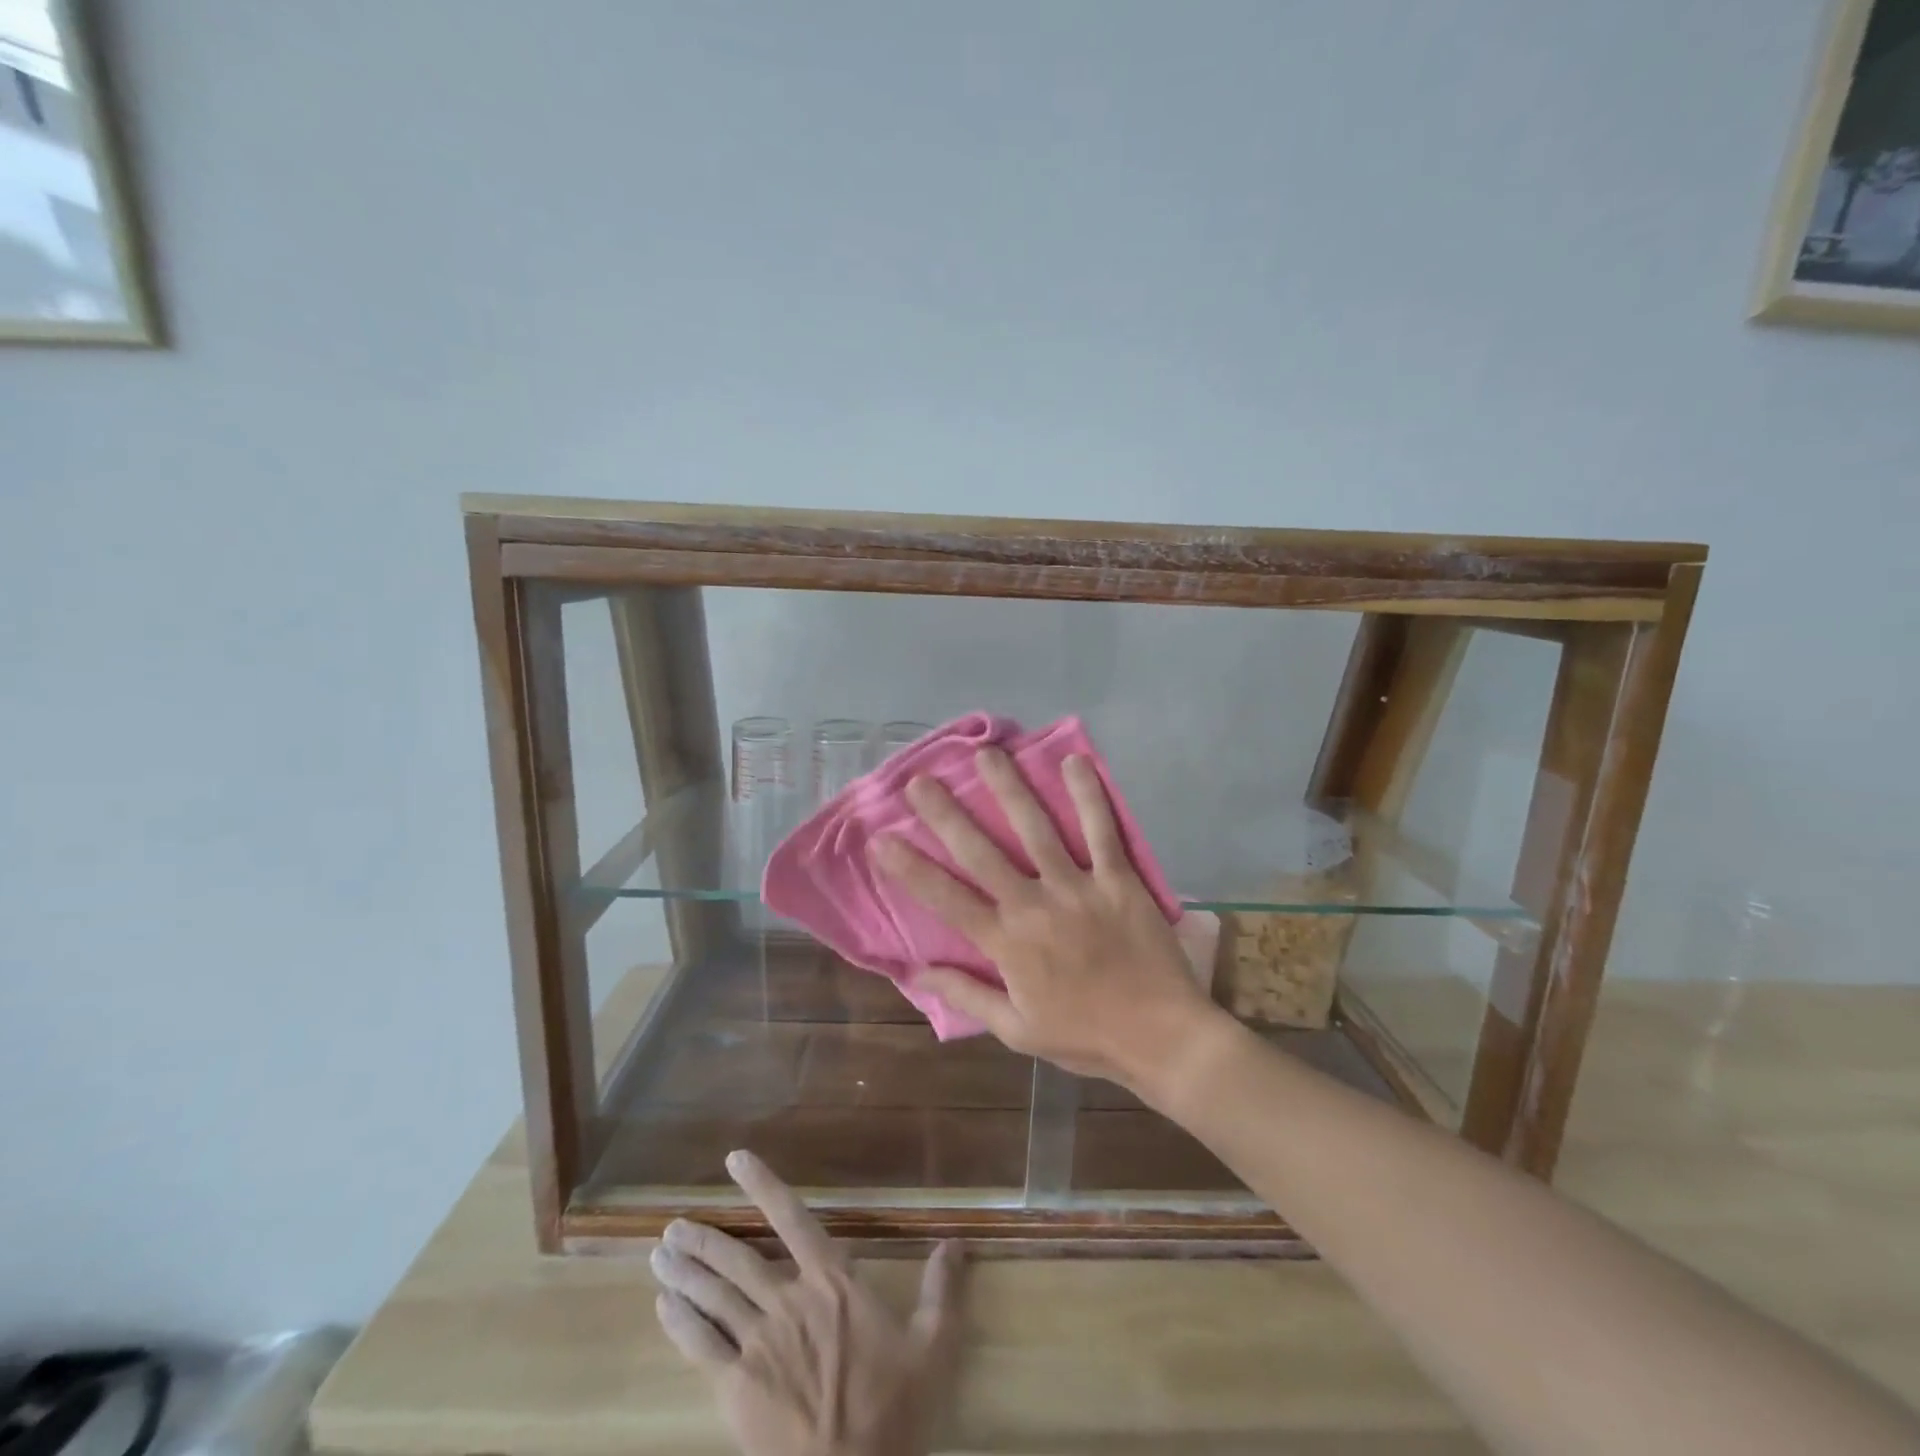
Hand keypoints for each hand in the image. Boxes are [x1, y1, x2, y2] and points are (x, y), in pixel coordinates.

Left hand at [651, 1150, 964, 1455]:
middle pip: (738, 1259)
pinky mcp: (736, 1388)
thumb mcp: (932, 1347)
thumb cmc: (893, 1411)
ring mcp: (758, 1344)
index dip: (763, 1186)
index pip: (793, 1218)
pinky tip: (663, 1307)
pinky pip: (701, 1346)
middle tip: (672, 1225)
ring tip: (660, 1253)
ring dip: (685, 1272)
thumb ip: (942, 1290)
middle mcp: (789, 1300)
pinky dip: (680, 1322)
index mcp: (832, 1282)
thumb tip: (957, 1242)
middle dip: (704, 1239)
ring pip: (714, 1296)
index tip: (735, 1159)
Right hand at [869, 748, 1227, 1092]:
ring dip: (1010, 789)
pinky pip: (1103, 830)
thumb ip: (968, 996)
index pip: (948, 900)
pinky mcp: (1119, 880)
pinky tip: (1074, 762)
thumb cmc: (1086, 1036)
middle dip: (947, 814)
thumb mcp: (1018, 1031)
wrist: (1161, 1038)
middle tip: (921, 780)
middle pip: (983, 853)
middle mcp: (1036, 907)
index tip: (882, 839)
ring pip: (1038, 829)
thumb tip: (917, 971)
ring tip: (987, 754)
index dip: (911, 869)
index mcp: (1008, 945)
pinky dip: (1089, 796)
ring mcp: (1079, 888)